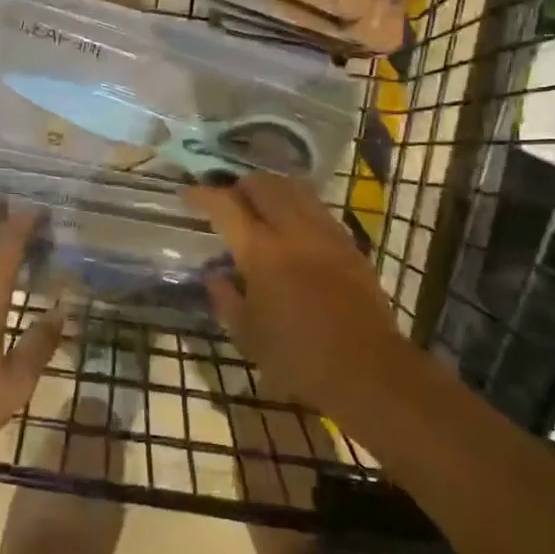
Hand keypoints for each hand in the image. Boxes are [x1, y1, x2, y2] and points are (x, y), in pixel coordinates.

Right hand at [185, 175, 409, 421]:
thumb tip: (213, 274)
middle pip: (264, 185)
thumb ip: (224, 298)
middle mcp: (293, 230)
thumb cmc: (297, 357)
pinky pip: (317, 209)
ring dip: (272, 189)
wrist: (366, 368)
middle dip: (240, 185)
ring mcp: (325, 233)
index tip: (188, 195)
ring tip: (259, 205)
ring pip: (295, 189)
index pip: (226, 206)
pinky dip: (298, 205)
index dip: (203, 195)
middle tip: (227, 199)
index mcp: (261, 252)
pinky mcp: (349, 244)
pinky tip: (293, 225)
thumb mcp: (246, 335)